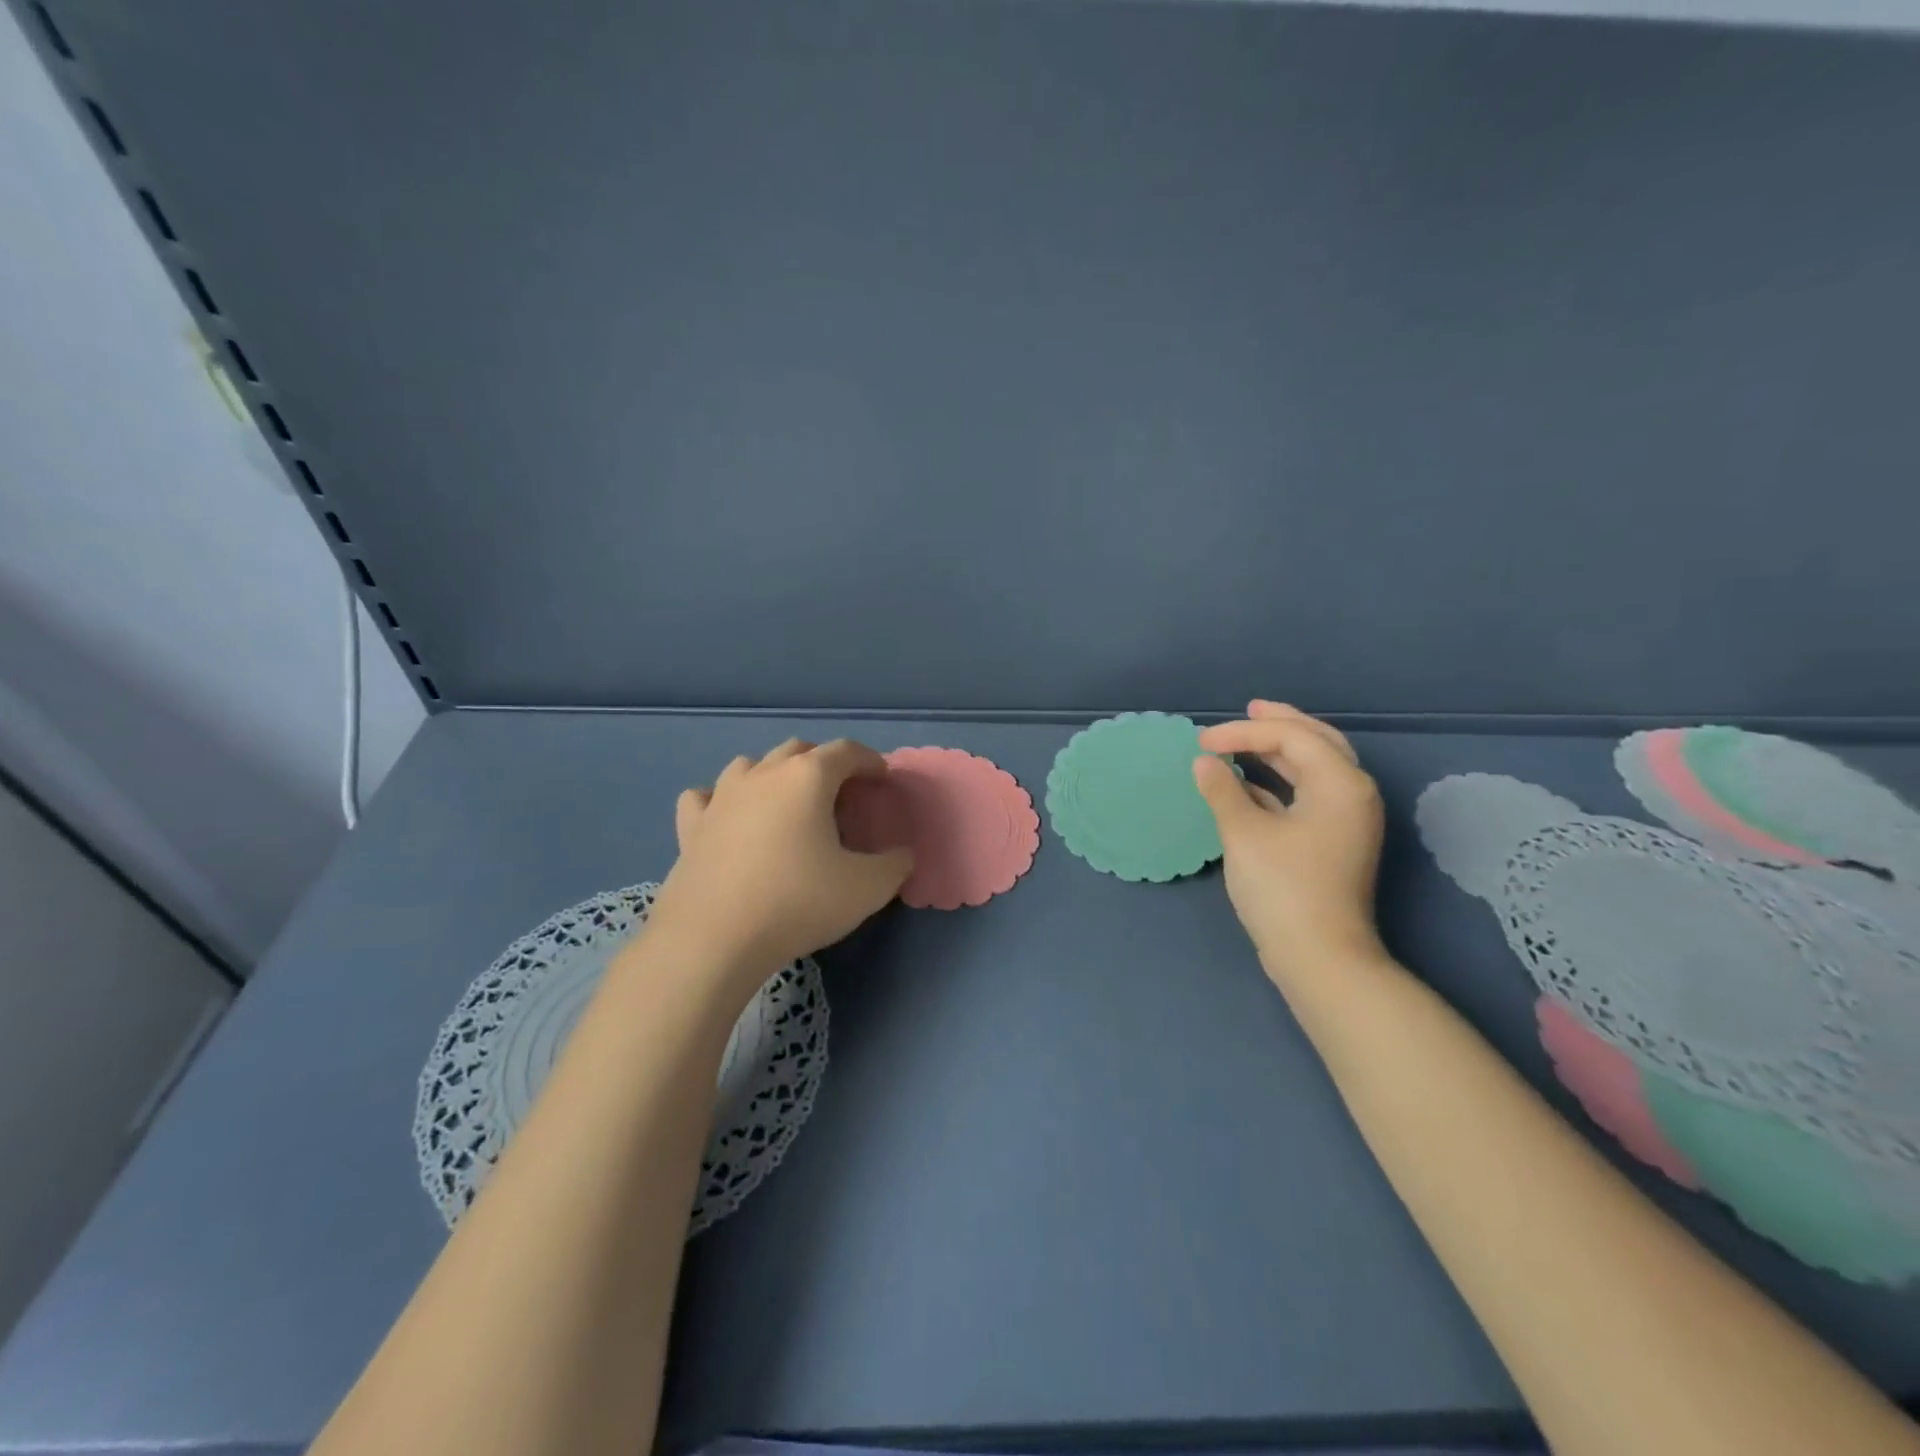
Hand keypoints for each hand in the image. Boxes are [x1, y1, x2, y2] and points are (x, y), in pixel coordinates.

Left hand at [647, 739, 914, 989]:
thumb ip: (894, 865)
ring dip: (774, 774)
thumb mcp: (866, 888)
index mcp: (807, 778)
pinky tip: (729, 818)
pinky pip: (706, 797)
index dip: (869, 760)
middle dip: (824, 763)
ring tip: (787, 803)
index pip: (846, 751)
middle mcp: (763, 774)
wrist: (713, 939)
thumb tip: (901, 855)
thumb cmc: (797, 902)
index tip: (881, 778)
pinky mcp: (691, 826)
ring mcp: (721, 797)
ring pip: (751, 765)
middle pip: (798, 750)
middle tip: (840, 794)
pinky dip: (722, 800)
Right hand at [1192, 702, 1386, 986]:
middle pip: (1316, 742)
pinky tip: (1250, 785)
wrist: (1320, 957)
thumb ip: (1222, 790)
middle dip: (1278, 724)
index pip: (1291, 737)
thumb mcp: (1244, 833)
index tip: (1201, 742)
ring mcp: (1347, 819)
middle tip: (1247, 708)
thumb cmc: (1283, 888)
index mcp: (1340, 783)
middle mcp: (1353, 793)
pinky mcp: (1334, 842)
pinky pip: (1308, 794)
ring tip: (1246, 740)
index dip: (1243, 732)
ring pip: (1314, 769)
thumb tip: (1204, 763)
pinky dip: (1280, 782)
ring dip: (1278, 752)